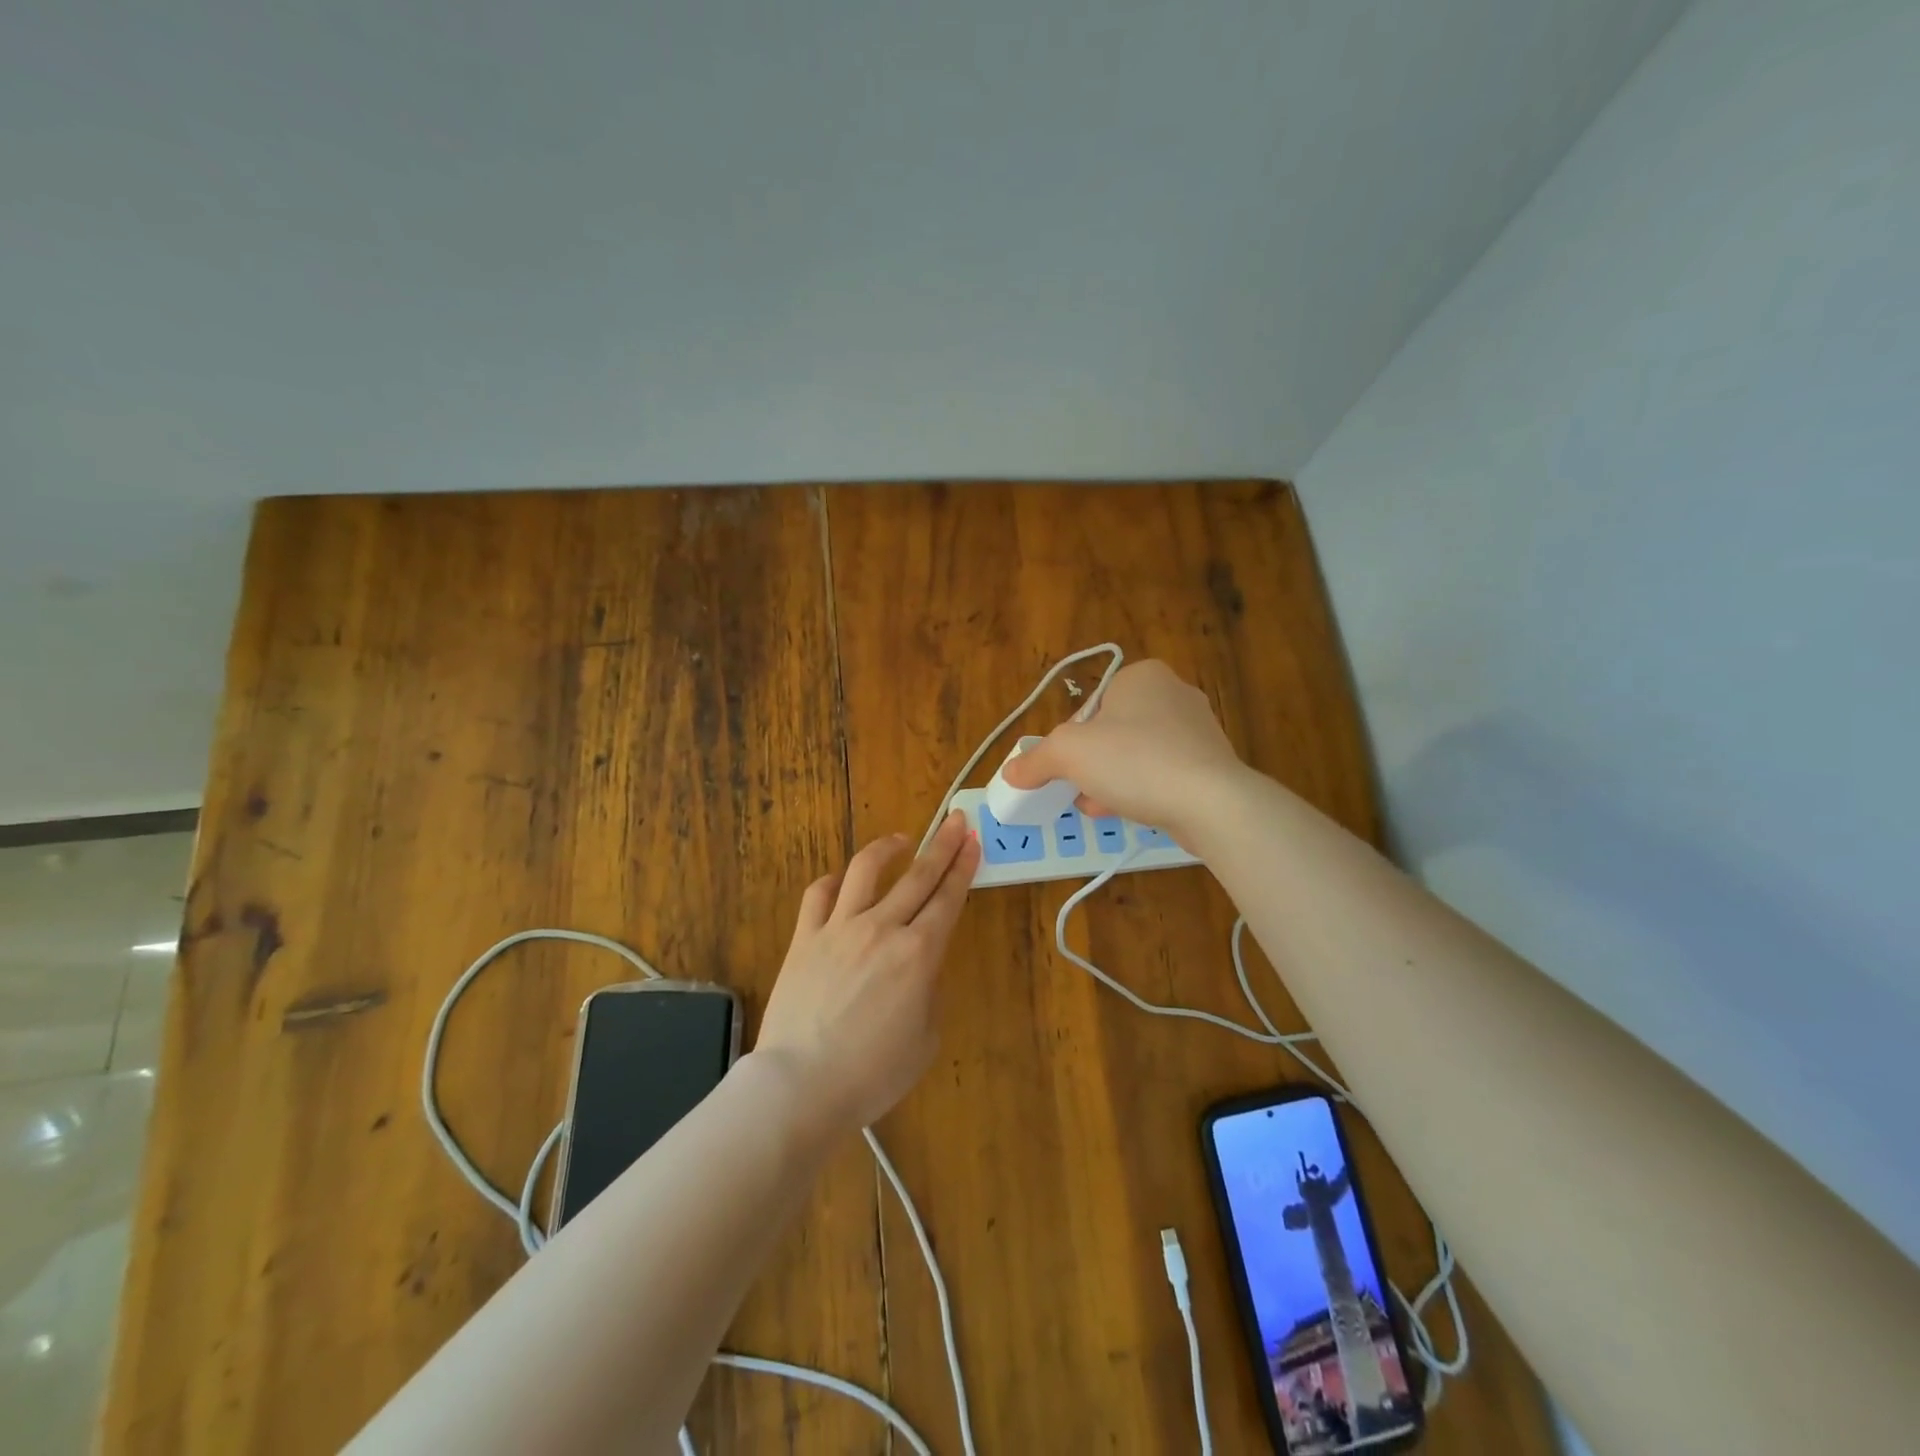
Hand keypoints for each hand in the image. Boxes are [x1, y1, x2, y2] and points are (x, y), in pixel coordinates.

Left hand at [753, 812, 979, 1135]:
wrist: (801, 1084)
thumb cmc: (872, 1073)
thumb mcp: (924, 1038)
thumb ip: (927, 991)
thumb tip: (917, 967)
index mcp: (918, 954)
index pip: (948, 898)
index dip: (963, 867)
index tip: (972, 841)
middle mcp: (882, 928)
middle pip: (918, 875)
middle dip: (941, 844)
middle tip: (955, 821)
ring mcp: (839, 928)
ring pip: (865, 870)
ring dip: (887, 848)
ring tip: (900, 841)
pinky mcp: (804, 937)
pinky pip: (818, 894)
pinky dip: (833, 882)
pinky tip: (842, 881)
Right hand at [1000, 660, 1247, 840]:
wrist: (1211, 803)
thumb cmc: (1134, 761)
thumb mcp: (1069, 754)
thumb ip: (1036, 760)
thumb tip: (1011, 771)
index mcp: (1142, 676)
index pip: (1090, 705)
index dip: (1070, 738)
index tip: (1066, 766)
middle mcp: (1174, 693)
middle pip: (1112, 731)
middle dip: (1091, 763)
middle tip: (1078, 788)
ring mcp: (1198, 730)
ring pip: (1137, 754)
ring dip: (1112, 780)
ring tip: (1097, 806)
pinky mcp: (1211, 764)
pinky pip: (1163, 774)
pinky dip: (1142, 790)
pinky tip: (1128, 812)